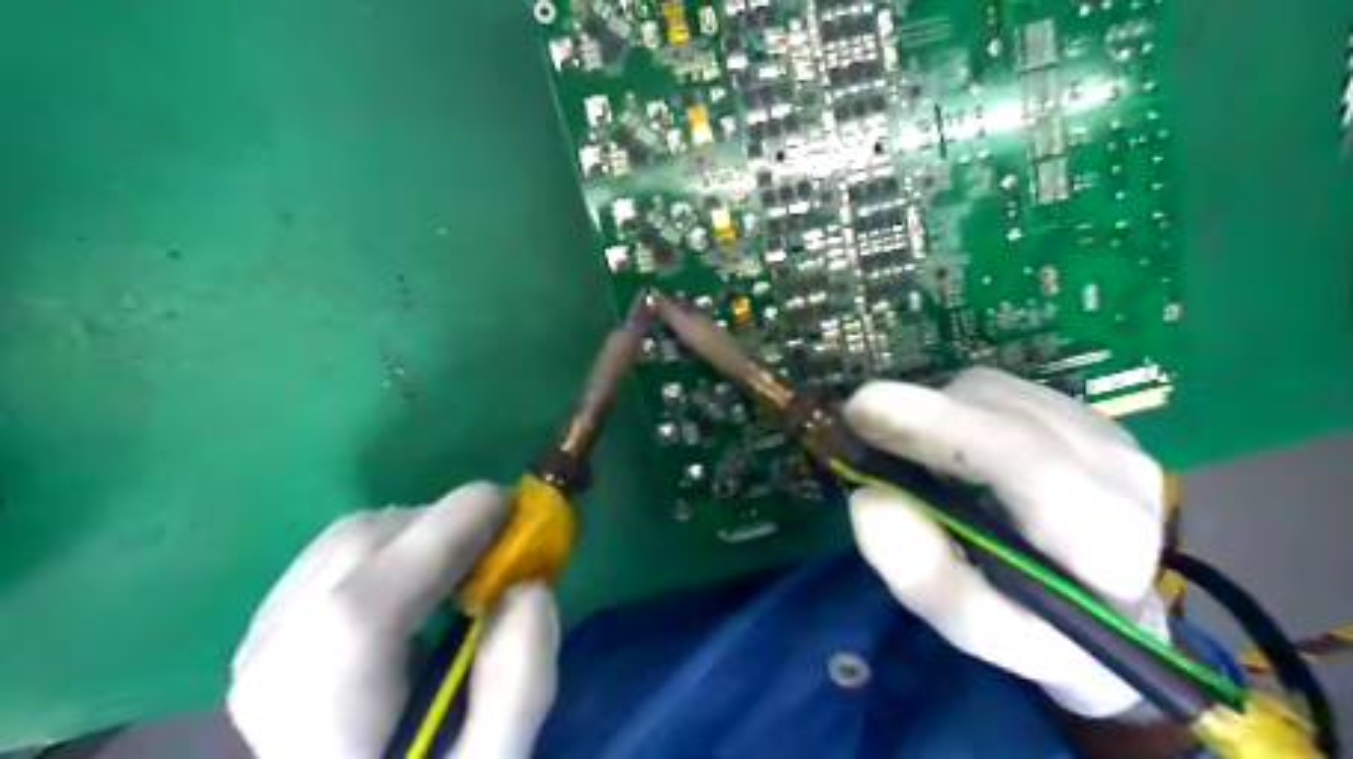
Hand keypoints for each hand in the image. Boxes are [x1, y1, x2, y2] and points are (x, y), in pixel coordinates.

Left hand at [228, 482, 558, 756]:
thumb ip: (518, 684)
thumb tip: (529, 585)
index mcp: (326, 707)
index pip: (375, 592)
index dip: (452, 527)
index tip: (516, 508)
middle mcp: (272, 665)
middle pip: (359, 547)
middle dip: (443, 525)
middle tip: (501, 545)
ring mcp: (256, 650)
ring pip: (342, 543)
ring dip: (416, 535)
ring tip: (463, 567)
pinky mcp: (261, 642)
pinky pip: (329, 560)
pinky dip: (385, 551)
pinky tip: (417, 589)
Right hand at [850, 367, 1169, 718]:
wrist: (1113, 613)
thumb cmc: (1042, 633)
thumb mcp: (980, 629)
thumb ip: (927, 577)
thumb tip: (867, 499)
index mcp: (1105, 538)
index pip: (1021, 459)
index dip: (937, 425)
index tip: (863, 410)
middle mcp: (1121, 470)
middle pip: (1001, 411)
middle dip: (923, 413)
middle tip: (861, 426)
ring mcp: (1109, 433)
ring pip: (997, 392)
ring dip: (938, 412)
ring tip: (913, 451)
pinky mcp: (1087, 415)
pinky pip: (1002, 391)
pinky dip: (957, 407)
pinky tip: (951, 445)